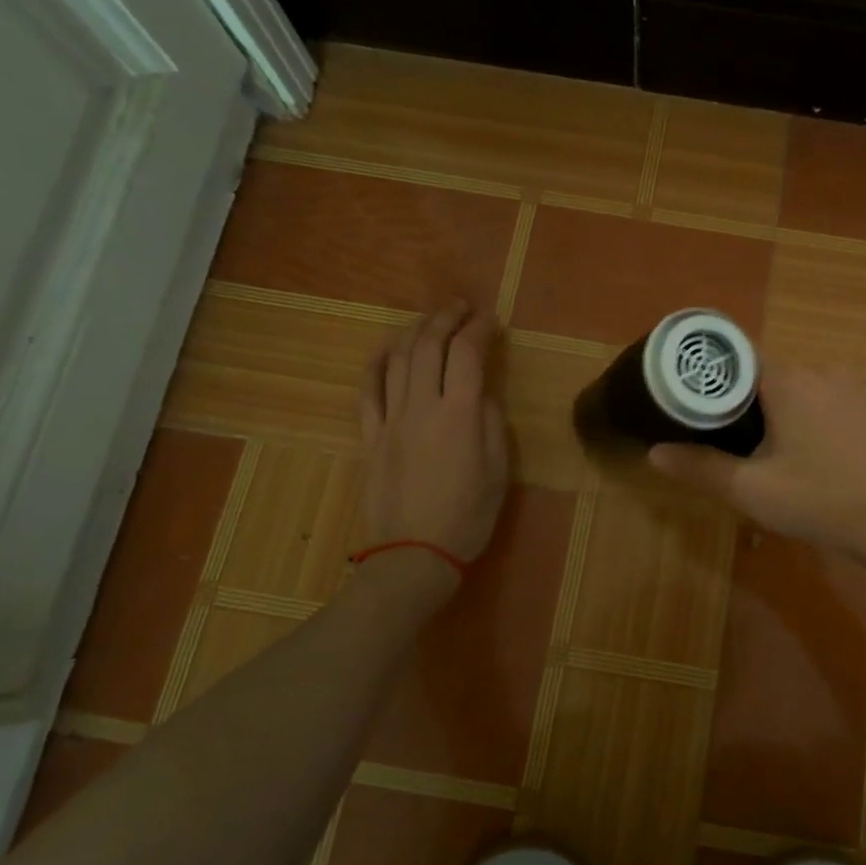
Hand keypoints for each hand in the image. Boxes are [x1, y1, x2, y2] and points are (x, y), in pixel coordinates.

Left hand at [355, 303, 508, 599]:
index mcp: (460, 415)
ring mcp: (390, 420)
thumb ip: (492, 423)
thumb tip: (482, 393)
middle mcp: (422, 407)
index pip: (468, 354)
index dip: (480, 329)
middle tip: (461, 308)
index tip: (491, 319)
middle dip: (446, 318)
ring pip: (396, 360)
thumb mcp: (499, 471)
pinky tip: (386, 350)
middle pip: (428, 346)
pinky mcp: (369, 437)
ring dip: (413, 332)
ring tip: (429, 322)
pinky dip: (376, 363)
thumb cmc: (468, 517)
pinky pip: (367, 390)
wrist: (414, 556)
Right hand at [648, 363, 865, 597]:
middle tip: (721, 437)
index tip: (687, 395)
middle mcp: (822, 371)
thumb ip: (700, 467)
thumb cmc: (824, 502)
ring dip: (777, 413)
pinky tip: (811, 459)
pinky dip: (810, 420)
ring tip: (762, 452)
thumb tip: (654, 452)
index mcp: (788, 380)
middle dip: (741, 401)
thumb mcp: (753, 491)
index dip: (708, 373)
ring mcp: (854, 389)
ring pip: (798, 390)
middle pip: (765, 374)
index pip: (735, 355)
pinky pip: (827, 404)